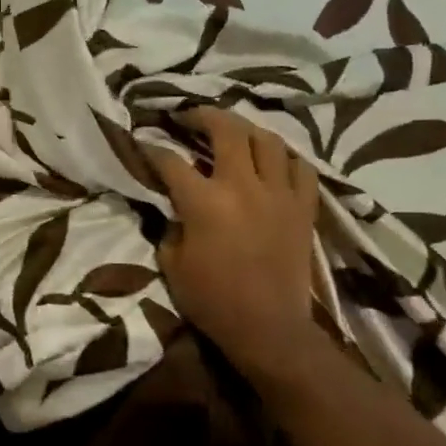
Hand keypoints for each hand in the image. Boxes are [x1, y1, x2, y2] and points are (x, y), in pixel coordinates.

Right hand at [146, 108, 319, 369]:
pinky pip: (301, 167)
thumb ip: (170, 226)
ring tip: (232, 132)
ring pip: (267, 140)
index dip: (151, 149)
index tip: (142, 143)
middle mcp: (243, 186)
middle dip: (202, 116)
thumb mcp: (172, 264)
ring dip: (245, 129)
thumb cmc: (212, 300)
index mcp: (204, 202)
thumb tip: (173, 209)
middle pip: (226, 130)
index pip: (170, 161)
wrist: (268, 328)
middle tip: (188, 117)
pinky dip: (285, 156)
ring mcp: (279, 194)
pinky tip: (273, 159)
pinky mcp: (303, 208)